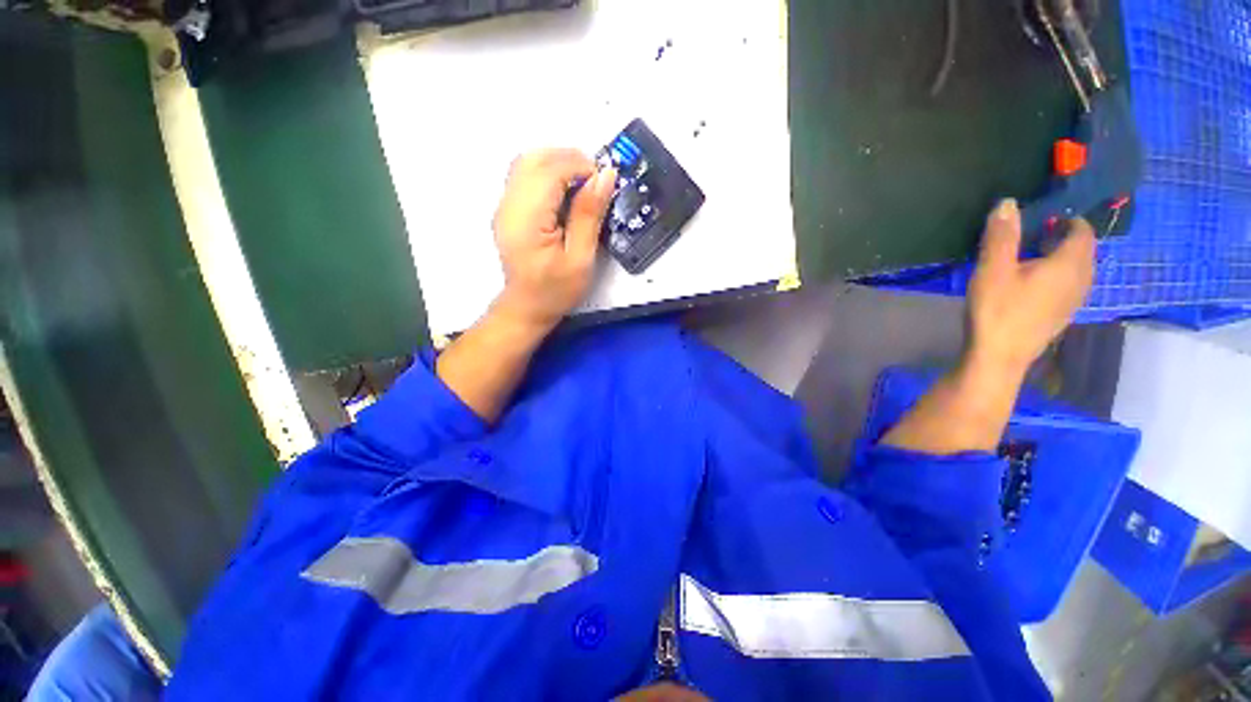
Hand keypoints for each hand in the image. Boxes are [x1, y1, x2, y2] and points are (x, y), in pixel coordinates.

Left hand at [491, 148, 616, 330]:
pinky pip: (525, 176)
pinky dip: (548, 175)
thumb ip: (589, 215)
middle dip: (569, 159)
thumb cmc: (556, 290)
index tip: (603, 182)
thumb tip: (605, 176)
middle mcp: (509, 206)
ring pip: (527, 162)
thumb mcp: (580, 259)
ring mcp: (504, 206)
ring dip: (558, 164)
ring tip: (582, 186)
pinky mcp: (507, 210)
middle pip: (534, 158)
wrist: (527, 308)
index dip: (580, 166)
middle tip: (594, 181)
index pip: (550, 171)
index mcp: (527, 219)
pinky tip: (564, 194)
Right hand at [965, 199, 1095, 379]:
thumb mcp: (993, 270)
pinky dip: (1058, 276)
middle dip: (1065, 238)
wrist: (999, 357)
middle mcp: (1081, 280)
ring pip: (1078, 270)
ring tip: (1033, 257)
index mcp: (1069, 264)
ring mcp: (1073, 301)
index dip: (1068, 220)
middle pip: (1084, 251)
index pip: (1082, 232)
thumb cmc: (997, 310)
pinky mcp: (1062, 316)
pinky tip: (1033, 284)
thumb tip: (1008, 202)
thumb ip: (1002, 236)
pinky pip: (1070, 286)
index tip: (1044, 217)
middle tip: (1035, 235)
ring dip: (1062, 258)